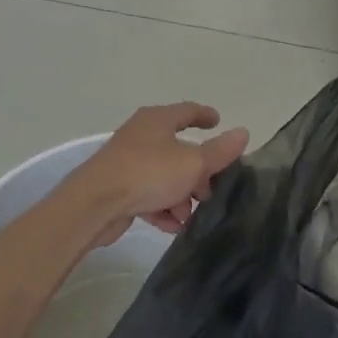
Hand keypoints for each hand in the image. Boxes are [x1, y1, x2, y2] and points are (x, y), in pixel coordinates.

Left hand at [63, 103, 249, 247]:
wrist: (94, 203)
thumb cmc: (148, 173)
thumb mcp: (192, 163)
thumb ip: (219, 151)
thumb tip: (243, 132)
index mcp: (158, 120)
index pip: (187, 110)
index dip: (205, 115)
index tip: (218, 122)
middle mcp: (141, 135)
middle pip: (177, 148)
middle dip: (196, 171)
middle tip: (211, 188)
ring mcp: (126, 161)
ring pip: (163, 175)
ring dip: (180, 194)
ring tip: (190, 215)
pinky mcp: (117, 187)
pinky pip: (147, 194)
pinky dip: (161, 207)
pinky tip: (172, 226)